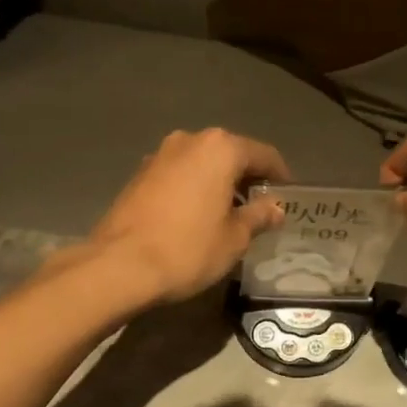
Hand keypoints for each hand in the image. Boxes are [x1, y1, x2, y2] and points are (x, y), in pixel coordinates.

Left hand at [87, 129, 290, 304]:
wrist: (119, 265)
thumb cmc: (188, 249)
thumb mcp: (234, 238)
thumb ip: (258, 216)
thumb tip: (275, 208)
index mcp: (220, 149)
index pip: (263, 155)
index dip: (280, 176)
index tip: (288, 197)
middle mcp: (189, 140)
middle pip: (230, 154)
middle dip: (247, 179)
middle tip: (260, 208)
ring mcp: (159, 155)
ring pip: (202, 163)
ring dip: (218, 183)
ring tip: (228, 214)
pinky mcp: (139, 175)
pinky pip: (179, 175)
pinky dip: (194, 189)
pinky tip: (196, 216)